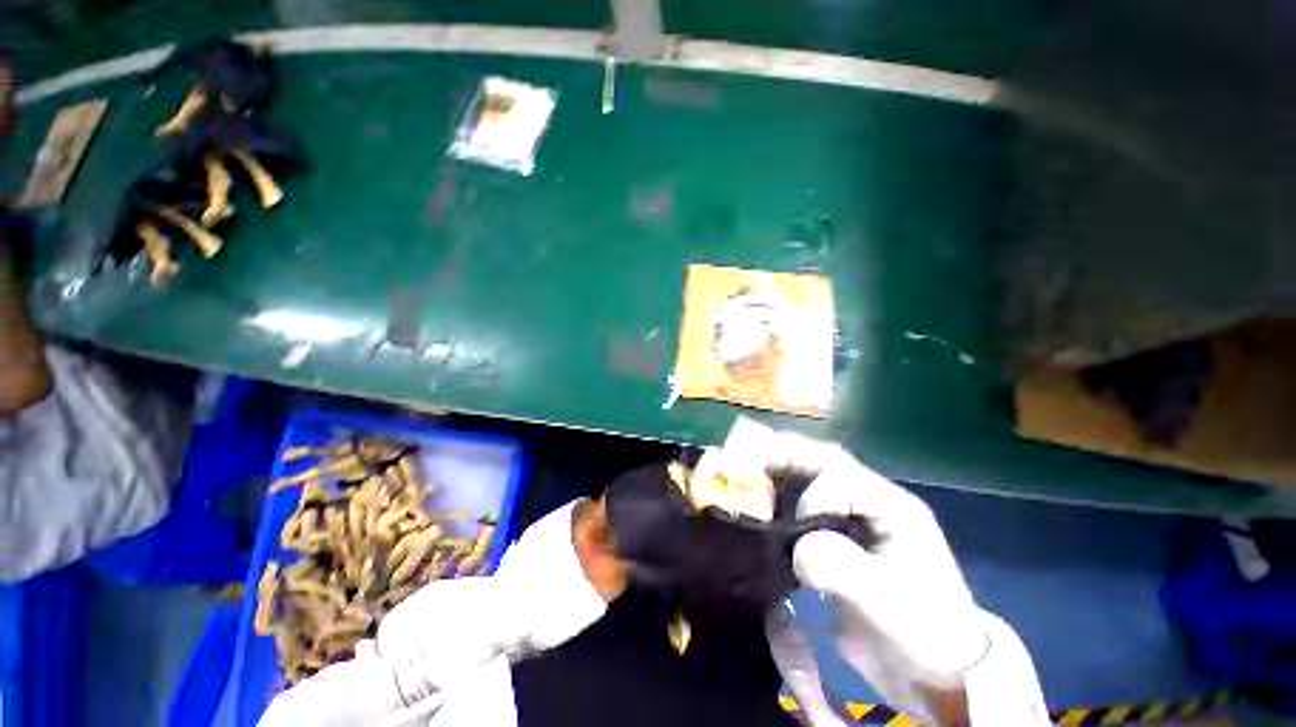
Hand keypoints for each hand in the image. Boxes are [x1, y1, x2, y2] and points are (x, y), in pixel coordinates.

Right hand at [766, 433, 987, 724]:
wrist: (932, 669)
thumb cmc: (923, 631)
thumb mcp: (891, 605)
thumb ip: (845, 570)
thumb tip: (797, 552)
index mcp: (891, 507)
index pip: (845, 479)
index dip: (815, 495)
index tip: (797, 524)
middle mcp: (869, 501)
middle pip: (821, 461)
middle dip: (782, 453)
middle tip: (743, 453)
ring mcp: (851, 516)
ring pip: (807, 474)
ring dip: (775, 466)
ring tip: (743, 466)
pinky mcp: (835, 535)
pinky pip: (800, 499)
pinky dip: (775, 492)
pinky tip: (757, 498)